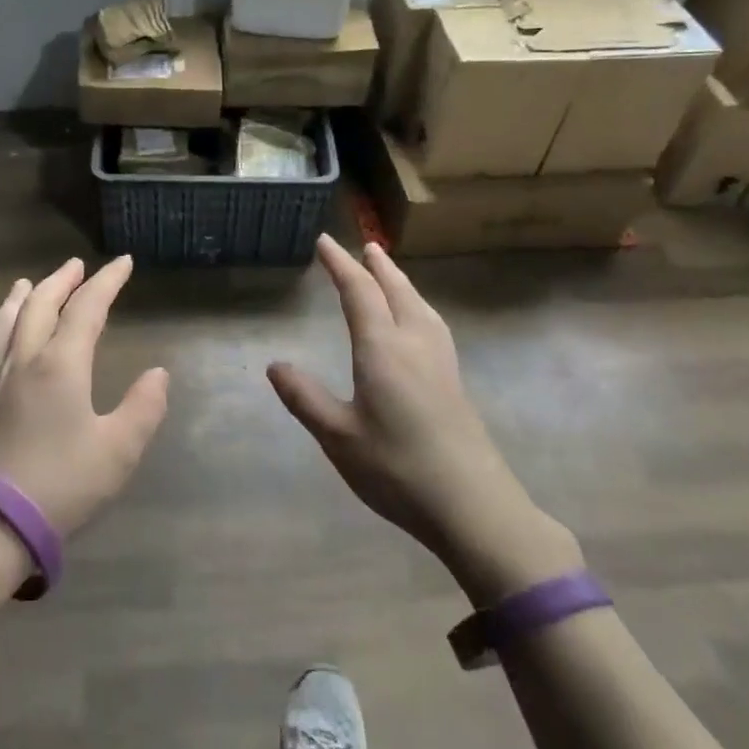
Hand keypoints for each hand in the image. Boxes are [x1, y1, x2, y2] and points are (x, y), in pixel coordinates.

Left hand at [0, 255, 168, 539]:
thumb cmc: (61, 485)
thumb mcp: (118, 451)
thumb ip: (143, 408)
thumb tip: (158, 374)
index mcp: (61, 365)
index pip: (87, 308)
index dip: (107, 282)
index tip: (123, 262)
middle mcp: (24, 361)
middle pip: (40, 305)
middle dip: (61, 281)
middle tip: (76, 266)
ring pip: (6, 323)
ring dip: (22, 297)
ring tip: (28, 282)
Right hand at [268, 236, 579, 605]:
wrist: (473, 506)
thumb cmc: (397, 468)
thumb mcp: (338, 436)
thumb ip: (305, 398)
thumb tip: (275, 365)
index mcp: (382, 349)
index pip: (359, 292)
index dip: (340, 265)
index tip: (324, 242)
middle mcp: (414, 344)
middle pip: (396, 291)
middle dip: (377, 266)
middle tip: (365, 245)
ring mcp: (440, 362)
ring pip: (420, 305)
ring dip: (401, 282)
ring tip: (390, 272)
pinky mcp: (455, 382)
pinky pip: (432, 324)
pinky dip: (417, 305)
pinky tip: (419, 322)